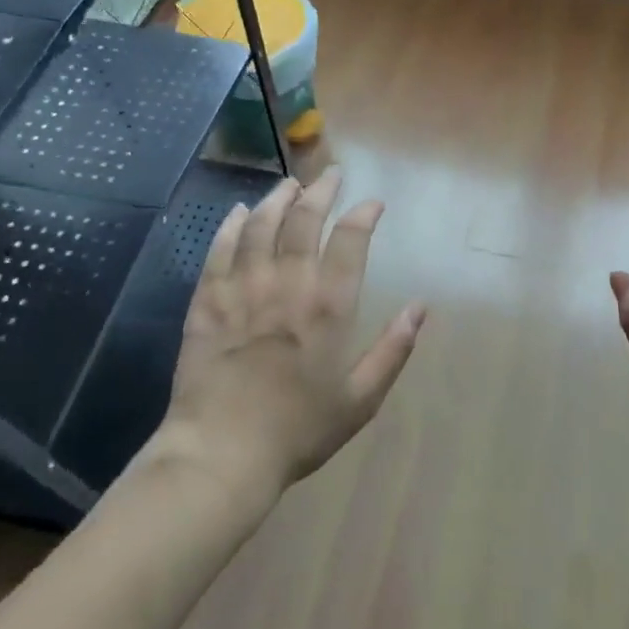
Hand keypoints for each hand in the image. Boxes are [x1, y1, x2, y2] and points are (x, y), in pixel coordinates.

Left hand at [160, 168, 427, 502]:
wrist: (221, 453)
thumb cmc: (298, 430)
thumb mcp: (361, 399)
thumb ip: (393, 350)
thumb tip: (421, 308)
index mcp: (328, 306)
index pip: (350, 240)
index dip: (364, 214)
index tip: (373, 203)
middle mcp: (287, 284)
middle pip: (304, 220)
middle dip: (321, 191)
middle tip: (331, 175)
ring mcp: (242, 289)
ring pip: (260, 226)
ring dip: (277, 199)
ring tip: (289, 184)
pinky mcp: (207, 301)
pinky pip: (219, 251)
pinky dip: (231, 226)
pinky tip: (238, 213)